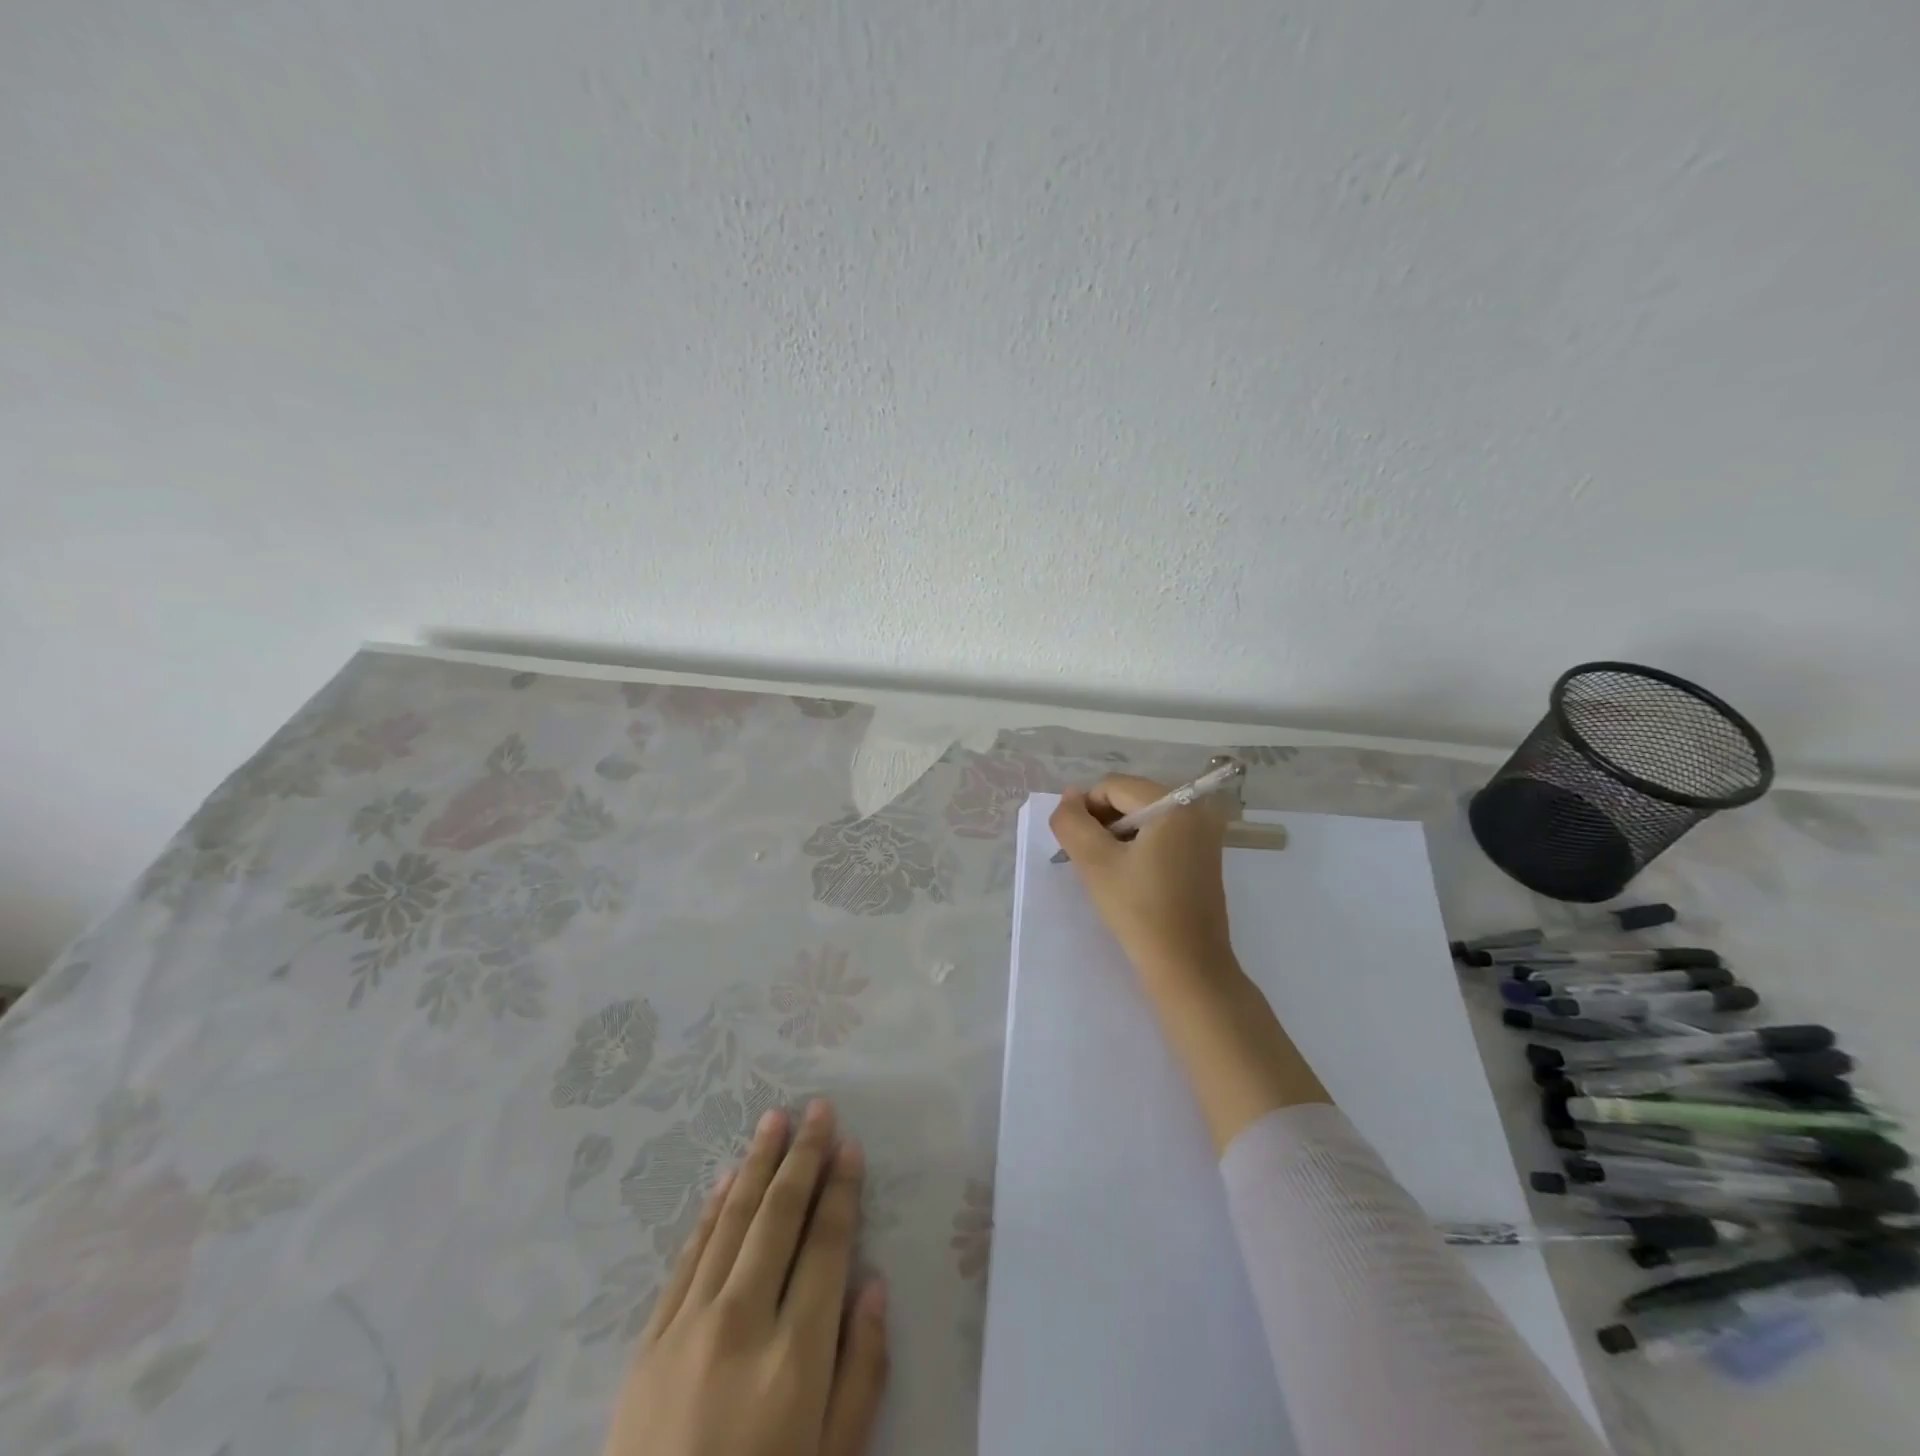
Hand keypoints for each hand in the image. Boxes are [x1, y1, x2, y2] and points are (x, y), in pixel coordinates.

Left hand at [602, 1100, 889, 1455]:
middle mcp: (742, 1324)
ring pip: (732, 1222)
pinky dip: (711, 1213)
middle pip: (779, 1216)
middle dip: (802, 1156)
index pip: (826, 1245)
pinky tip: (727, 1182)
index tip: (850, 1147)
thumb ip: (863, 1372)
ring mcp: (688, 1328)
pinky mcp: (648, 1345)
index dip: (841, 1190)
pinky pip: (687, 1258)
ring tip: (774, 1120)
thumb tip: (873, 1285)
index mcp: (796, 1356)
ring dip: (756, 1165)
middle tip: (817, 1109)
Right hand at [1048, 774, 1235, 984]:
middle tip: (1092, 864)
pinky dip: (1139, 848)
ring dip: (1118, 838)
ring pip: (1143, 818)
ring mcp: (1204, 833)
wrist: (1188, 967)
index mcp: (1175, 803)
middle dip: (1103, 825)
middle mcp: (1196, 809)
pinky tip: (1131, 880)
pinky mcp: (1205, 856)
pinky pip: (1161, 836)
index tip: (1078, 849)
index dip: (1085, 812)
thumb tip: (1069, 796)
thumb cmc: (1139, 911)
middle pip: (1130, 798)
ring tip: (1110, 874)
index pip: (1111, 786)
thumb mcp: (1094, 862)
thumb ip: (1071, 821)